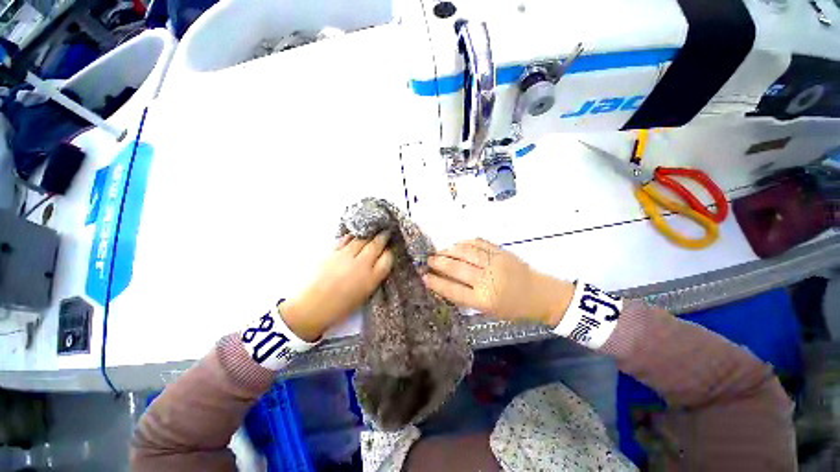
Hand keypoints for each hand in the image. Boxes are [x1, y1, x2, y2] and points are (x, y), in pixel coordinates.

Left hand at [281, 232, 393, 340]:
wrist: (311, 308)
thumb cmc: (340, 307)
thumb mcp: (364, 295)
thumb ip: (374, 277)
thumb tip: (378, 261)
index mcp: (371, 279)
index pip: (387, 258)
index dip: (389, 252)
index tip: (389, 249)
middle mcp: (361, 265)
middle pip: (376, 245)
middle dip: (383, 237)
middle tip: (386, 232)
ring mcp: (345, 257)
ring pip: (361, 239)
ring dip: (369, 234)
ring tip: (372, 231)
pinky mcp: (331, 252)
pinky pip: (345, 239)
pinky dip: (352, 236)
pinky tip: (354, 235)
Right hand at [422, 238, 573, 326]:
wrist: (540, 294)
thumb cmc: (512, 307)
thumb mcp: (488, 310)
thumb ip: (467, 297)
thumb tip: (445, 282)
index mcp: (484, 300)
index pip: (453, 290)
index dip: (436, 283)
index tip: (424, 277)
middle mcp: (487, 280)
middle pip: (456, 268)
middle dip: (439, 263)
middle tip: (429, 260)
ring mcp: (494, 263)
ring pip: (465, 252)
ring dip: (449, 250)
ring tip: (440, 251)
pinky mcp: (501, 251)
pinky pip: (478, 243)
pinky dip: (465, 242)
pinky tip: (457, 244)